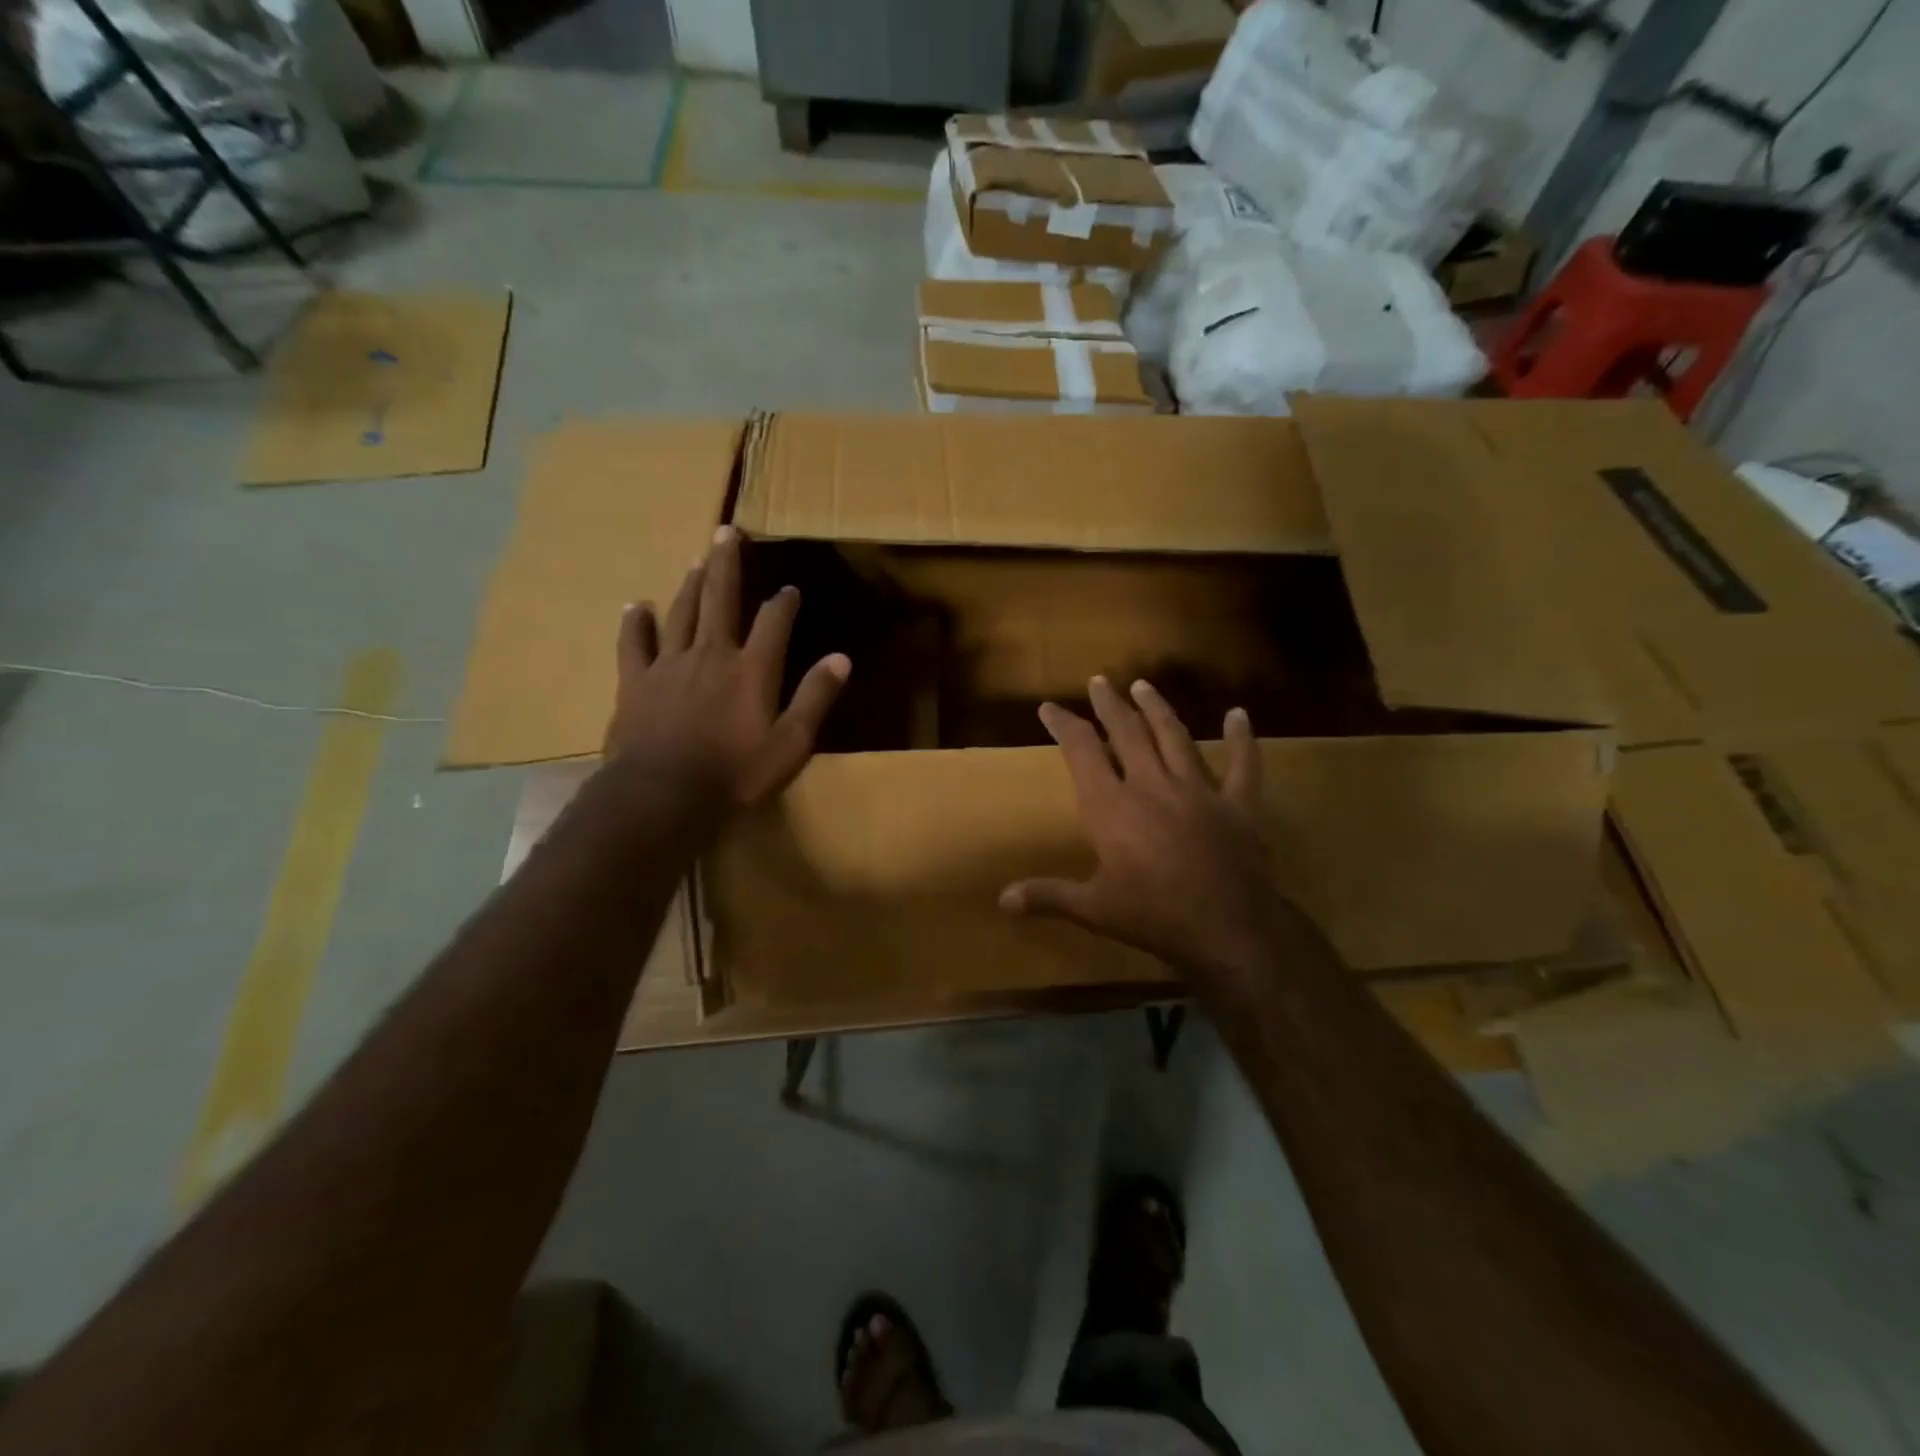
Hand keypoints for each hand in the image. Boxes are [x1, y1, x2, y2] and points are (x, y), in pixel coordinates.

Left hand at [605, 526, 849, 808]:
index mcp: (752, 669)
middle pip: (720, 599)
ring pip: (681, 612)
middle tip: (726, 532)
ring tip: (697, 560)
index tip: (790, 588)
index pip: (773, 622)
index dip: (784, 602)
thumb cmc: (735, 774)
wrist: (662, 796)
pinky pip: (635, 643)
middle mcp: (712, 654)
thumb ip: (815, 698)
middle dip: (727, 565)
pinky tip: (636, 606)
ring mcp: (669, 665)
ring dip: (691, 584)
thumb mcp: (791, 744)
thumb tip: (841, 658)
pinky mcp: (636, 683)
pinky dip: (636, 623)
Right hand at [1000, 677, 1297, 996]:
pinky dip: (1241, 740)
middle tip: (1100, 681)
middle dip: (1110, 705)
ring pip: (1174, 738)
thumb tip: (1002, 900)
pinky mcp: (1237, 805)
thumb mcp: (1094, 909)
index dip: (1064, 726)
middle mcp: (1152, 785)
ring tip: (1144, 685)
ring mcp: (1198, 791)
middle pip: (1128, 733)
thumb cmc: (1154, 917)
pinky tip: (1239, 714)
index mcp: (1112, 807)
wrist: (1229, 930)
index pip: (1082, 752)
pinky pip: (1242, 766)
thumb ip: (1048, 896)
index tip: (1049, 708)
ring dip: (1157, 709)